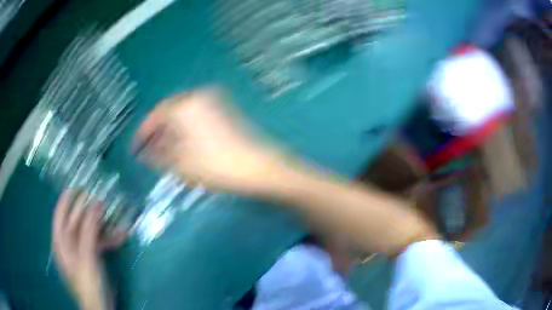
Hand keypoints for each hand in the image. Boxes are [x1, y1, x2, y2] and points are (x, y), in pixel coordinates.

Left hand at [52, 190, 125, 309]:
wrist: (100, 307)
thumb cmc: (87, 283)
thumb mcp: (86, 257)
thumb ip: (88, 231)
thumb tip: (95, 204)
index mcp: (61, 241)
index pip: (61, 214)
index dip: (67, 199)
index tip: (79, 186)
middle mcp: (69, 243)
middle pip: (77, 220)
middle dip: (89, 210)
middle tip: (103, 198)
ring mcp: (81, 250)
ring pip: (90, 230)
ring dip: (103, 224)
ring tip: (116, 216)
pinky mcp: (93, 257)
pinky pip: (100, 242)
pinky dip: (109, 238)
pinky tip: (121, 235)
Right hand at [134, 88, 285, 194]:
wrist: (258, 167)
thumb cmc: (215, 166)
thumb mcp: (180, 164)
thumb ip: (158, 155)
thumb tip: (145, 153)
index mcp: (184, 105)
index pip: (156, 115)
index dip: (143, 133)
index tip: (135, 148)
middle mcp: (198, 97)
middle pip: (169, 113)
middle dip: (158, 133)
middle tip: (148, 151)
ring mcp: (214, 102)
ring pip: (183, 116)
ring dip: (171, 132)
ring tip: (163, 152)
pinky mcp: (224, 111)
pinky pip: (197, 118)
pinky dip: (186, 130)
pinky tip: (182, 146)